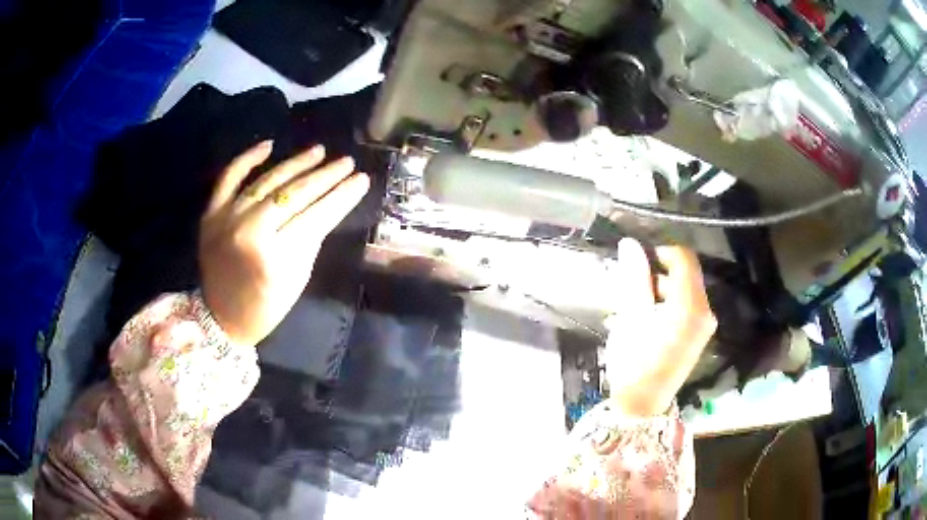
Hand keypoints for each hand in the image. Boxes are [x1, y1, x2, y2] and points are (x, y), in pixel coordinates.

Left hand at [199, 141, 369, 345]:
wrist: (221, 317)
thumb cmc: (266, 306)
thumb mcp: (298, 277)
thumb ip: (311, 238)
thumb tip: (328, 203)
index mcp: (275, 257)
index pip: (317, 216)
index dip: (342, 196)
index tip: (362, 179)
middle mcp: (250, 231)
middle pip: (294, 194)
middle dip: (325, 176)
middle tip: (346, 162)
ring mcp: (227, 218)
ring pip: (267, 181)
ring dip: (296, 163)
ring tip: (320, 151)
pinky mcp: (211, 213)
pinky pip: (228, 177)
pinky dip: (247, 159)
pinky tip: (269, 145)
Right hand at [603, 239, 716, 416]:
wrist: (642, 406)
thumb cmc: (633, 363)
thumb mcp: (630, 318)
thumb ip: (635, 278)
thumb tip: (631, 244)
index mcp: (690, 307)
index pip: (684, 259)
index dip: (660, 251)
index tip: (636, 260)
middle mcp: (705, 311)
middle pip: (685, 274)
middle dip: (657, 271)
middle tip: (629, 284)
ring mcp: (705, 324)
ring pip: (684, 289)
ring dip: (660, 287)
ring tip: (633, 303)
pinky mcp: (699, 334)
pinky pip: (686, 305)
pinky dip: (667, 302)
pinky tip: (645, 316)